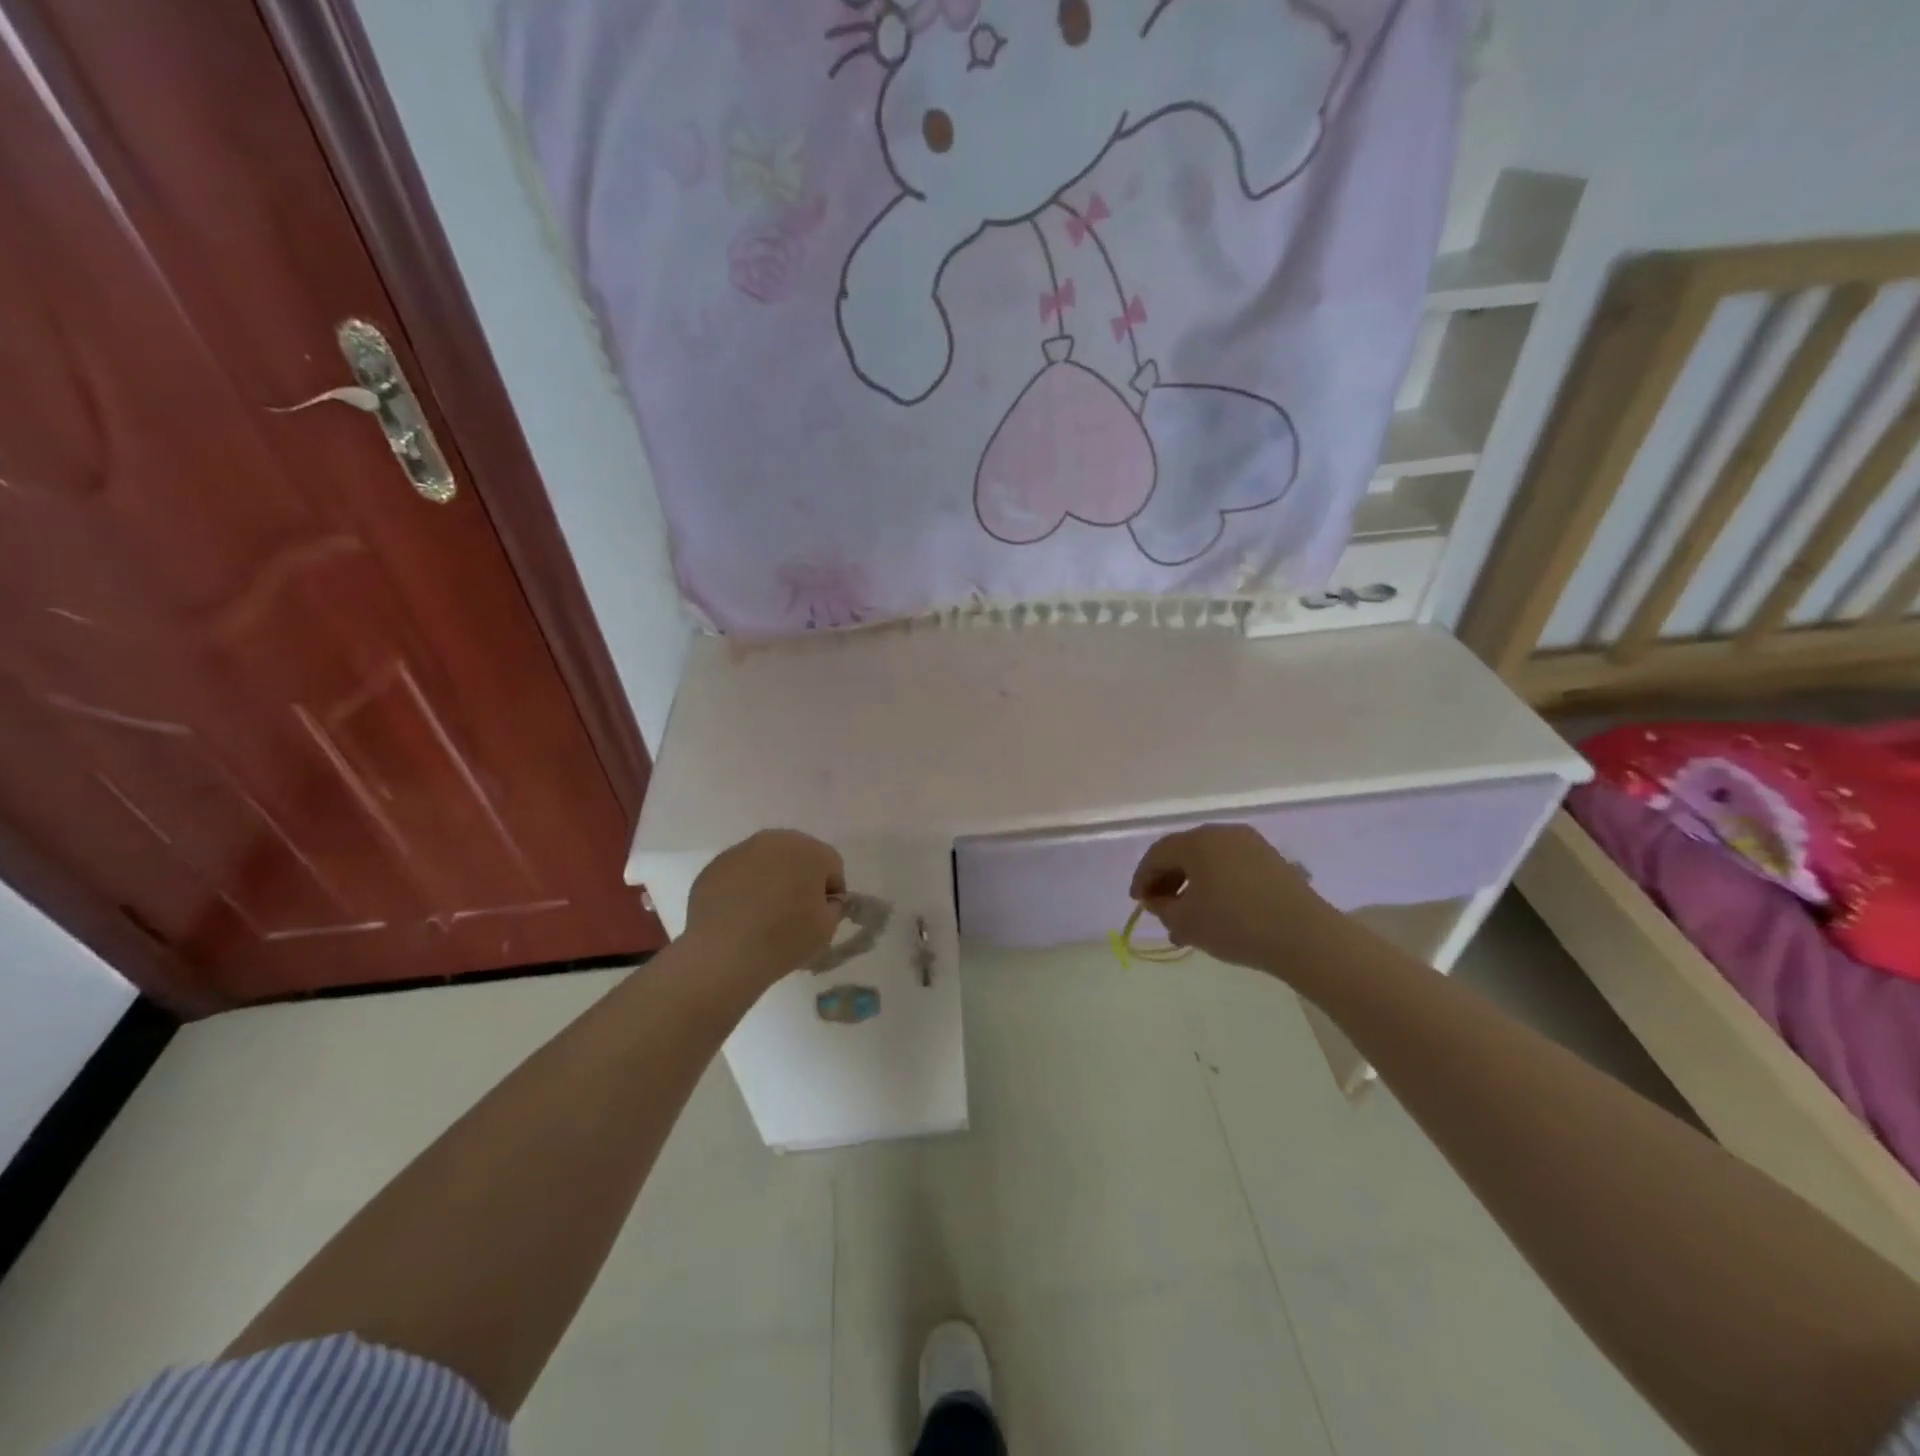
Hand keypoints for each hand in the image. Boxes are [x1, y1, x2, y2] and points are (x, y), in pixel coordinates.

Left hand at [686, 830, 846, 981]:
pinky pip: (740, 873)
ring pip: (767, 862)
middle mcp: (776, 840)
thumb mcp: (826, 929)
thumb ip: (834, 907)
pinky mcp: (715, 866)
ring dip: (771, 880)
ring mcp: (741, 850)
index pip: (832, 866)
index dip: (831, 893)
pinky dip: (744, 887)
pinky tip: (740, 915)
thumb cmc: (783, 938)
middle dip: (801, 879)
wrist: (722, 954)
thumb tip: (824, 900)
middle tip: (795, 913)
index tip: (822, 916)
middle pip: (798, 856)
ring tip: (764, 914)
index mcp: (810, 851)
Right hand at [1129, 824, 1339, 972]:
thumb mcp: (1186, 922)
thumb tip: (1156, 899)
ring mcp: (1250, 843)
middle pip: (1183, 852)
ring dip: (1192, 884)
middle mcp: (1222, 833)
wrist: (1305, 936)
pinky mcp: (1271, 859)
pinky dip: (1216, 883)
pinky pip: (1230, 866)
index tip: (1138, 902)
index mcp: (1197, 841)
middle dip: (1167, 880)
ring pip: (1208, 860)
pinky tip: (1216, 911)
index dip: (1143, 878)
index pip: (1157, 854)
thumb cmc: (1236, 925)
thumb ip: (1162, 908)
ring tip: (1188, 917)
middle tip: (1160, 907)